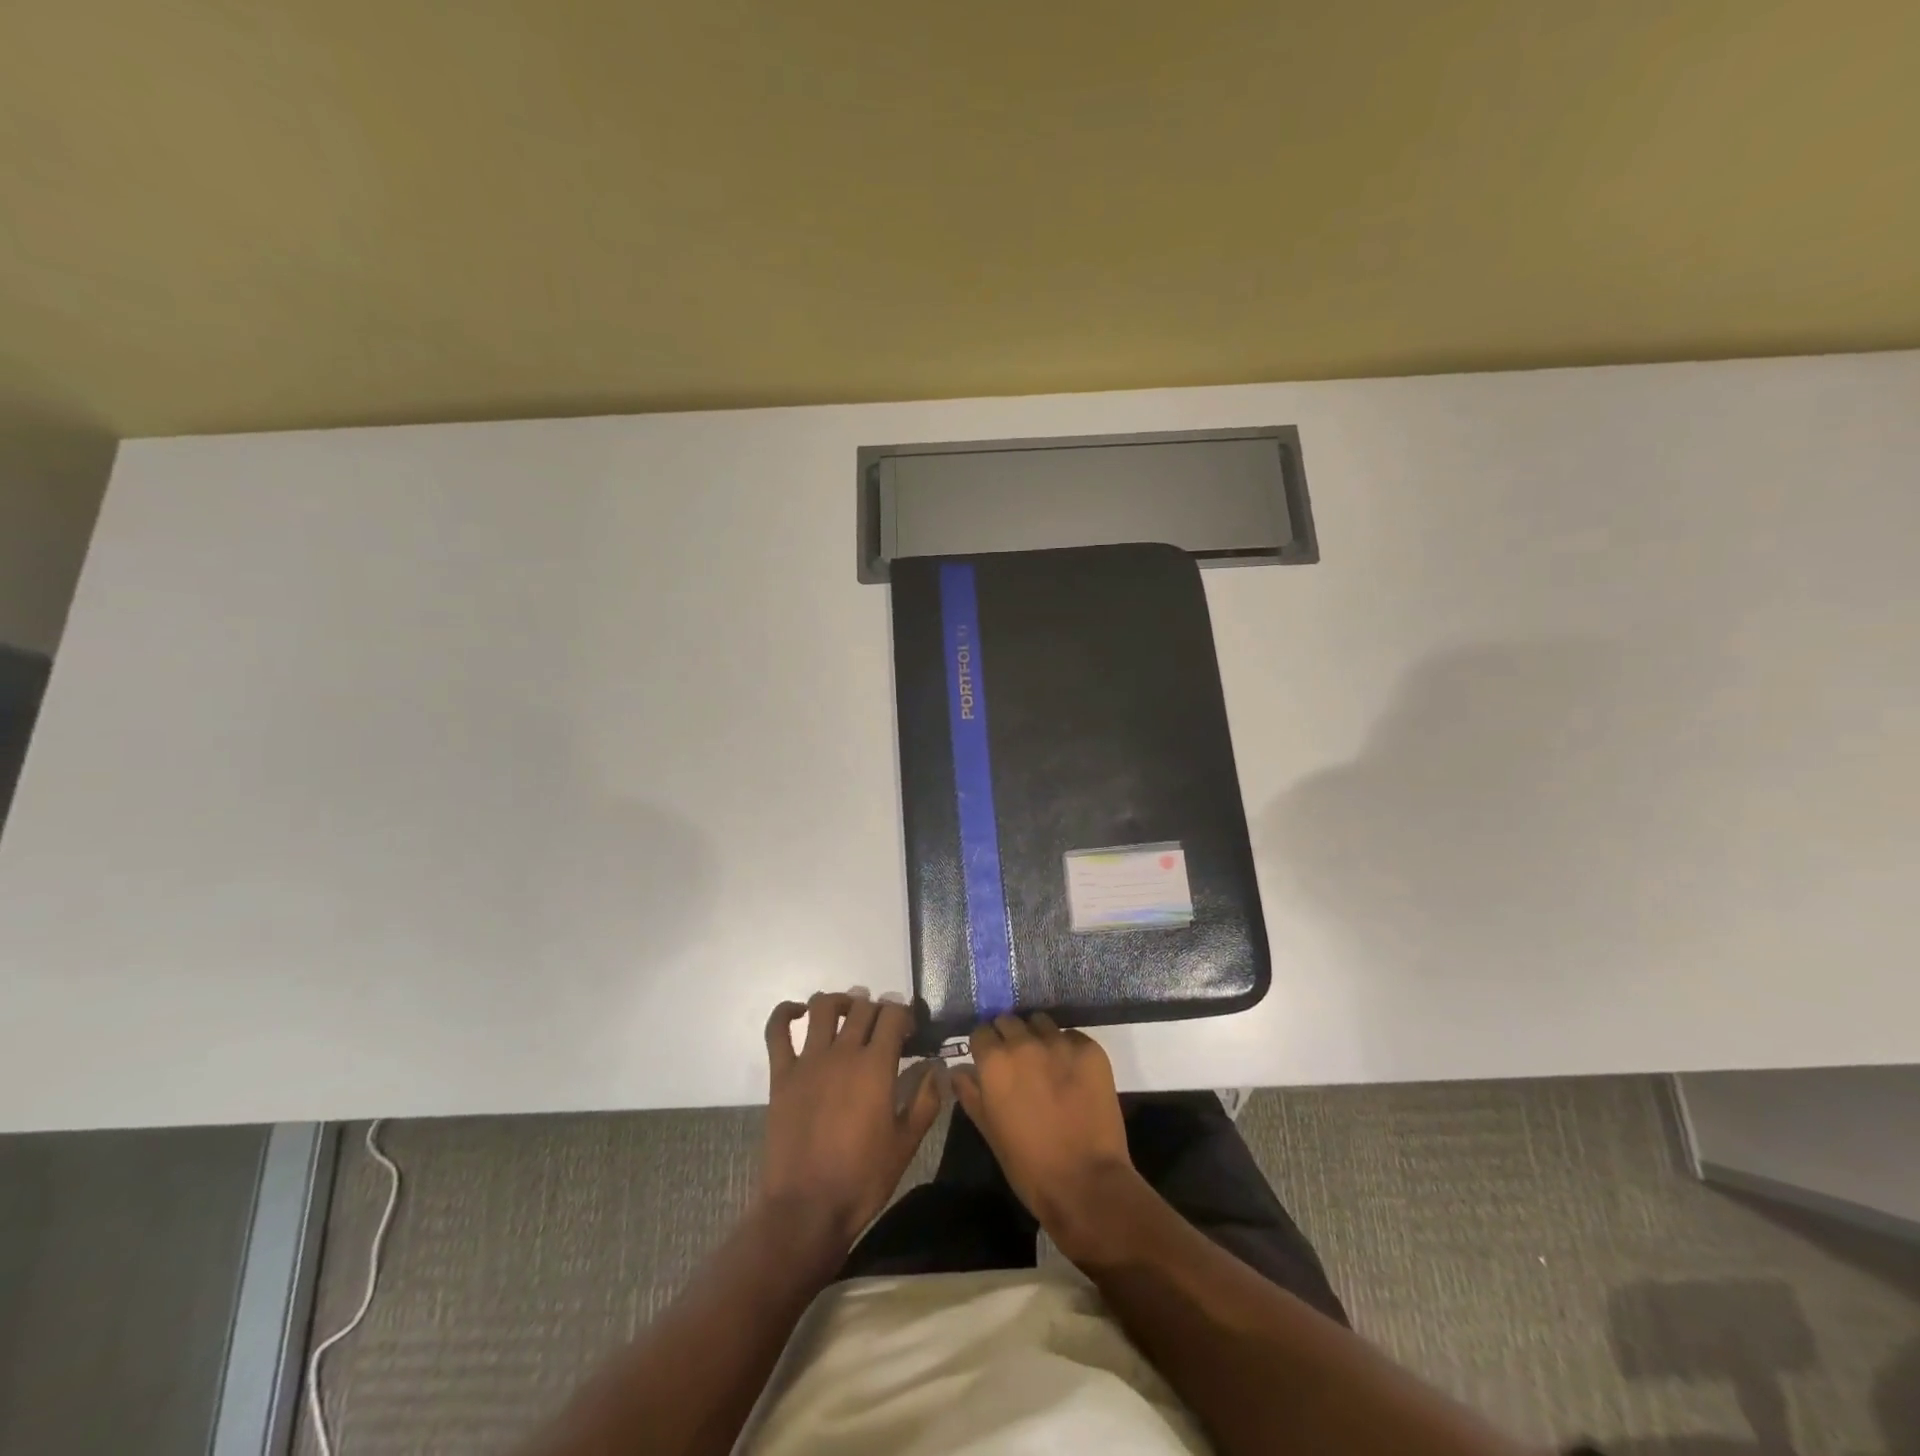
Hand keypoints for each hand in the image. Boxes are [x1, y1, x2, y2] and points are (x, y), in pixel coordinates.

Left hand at [758, 991, 942, 1249]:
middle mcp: (843, 1052)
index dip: (905, 1014)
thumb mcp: (906, 1144)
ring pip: (823, 1007)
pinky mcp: (781, 1074)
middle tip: (882, 1026)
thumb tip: (935, 1068)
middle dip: (877, 1008)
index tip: (909, 1030)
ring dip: (839, 1001)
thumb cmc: (862, 1179)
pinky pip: (777, 1031)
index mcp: (876, 1066)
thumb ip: (925, 1100)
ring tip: (847, 1012)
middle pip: (862, 1007)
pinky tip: (798, 1012)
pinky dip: (785, 1013)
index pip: (893, 1015)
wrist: (806, 1209)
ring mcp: (808, 1060)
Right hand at [952, 1014, 1138, 1258]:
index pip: (981, 1032)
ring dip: (1038, 1036)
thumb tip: (958, 1071)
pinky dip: (1067, 1048)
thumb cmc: (1029, 1166)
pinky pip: (1072, 1036)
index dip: (984, 1046)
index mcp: (995, 1062)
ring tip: (1046, 1062)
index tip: (989, 1059)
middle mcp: (1025, 1043)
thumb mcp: (989, 1131)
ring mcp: (1060, 1043)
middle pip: (1009, 1020)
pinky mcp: (1090, 1050)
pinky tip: (1072, 1073)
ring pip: (1041, 1022)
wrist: (1086, 1183)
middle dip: (1009, 1036)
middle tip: (1017, 1061)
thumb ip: (970, 1094)